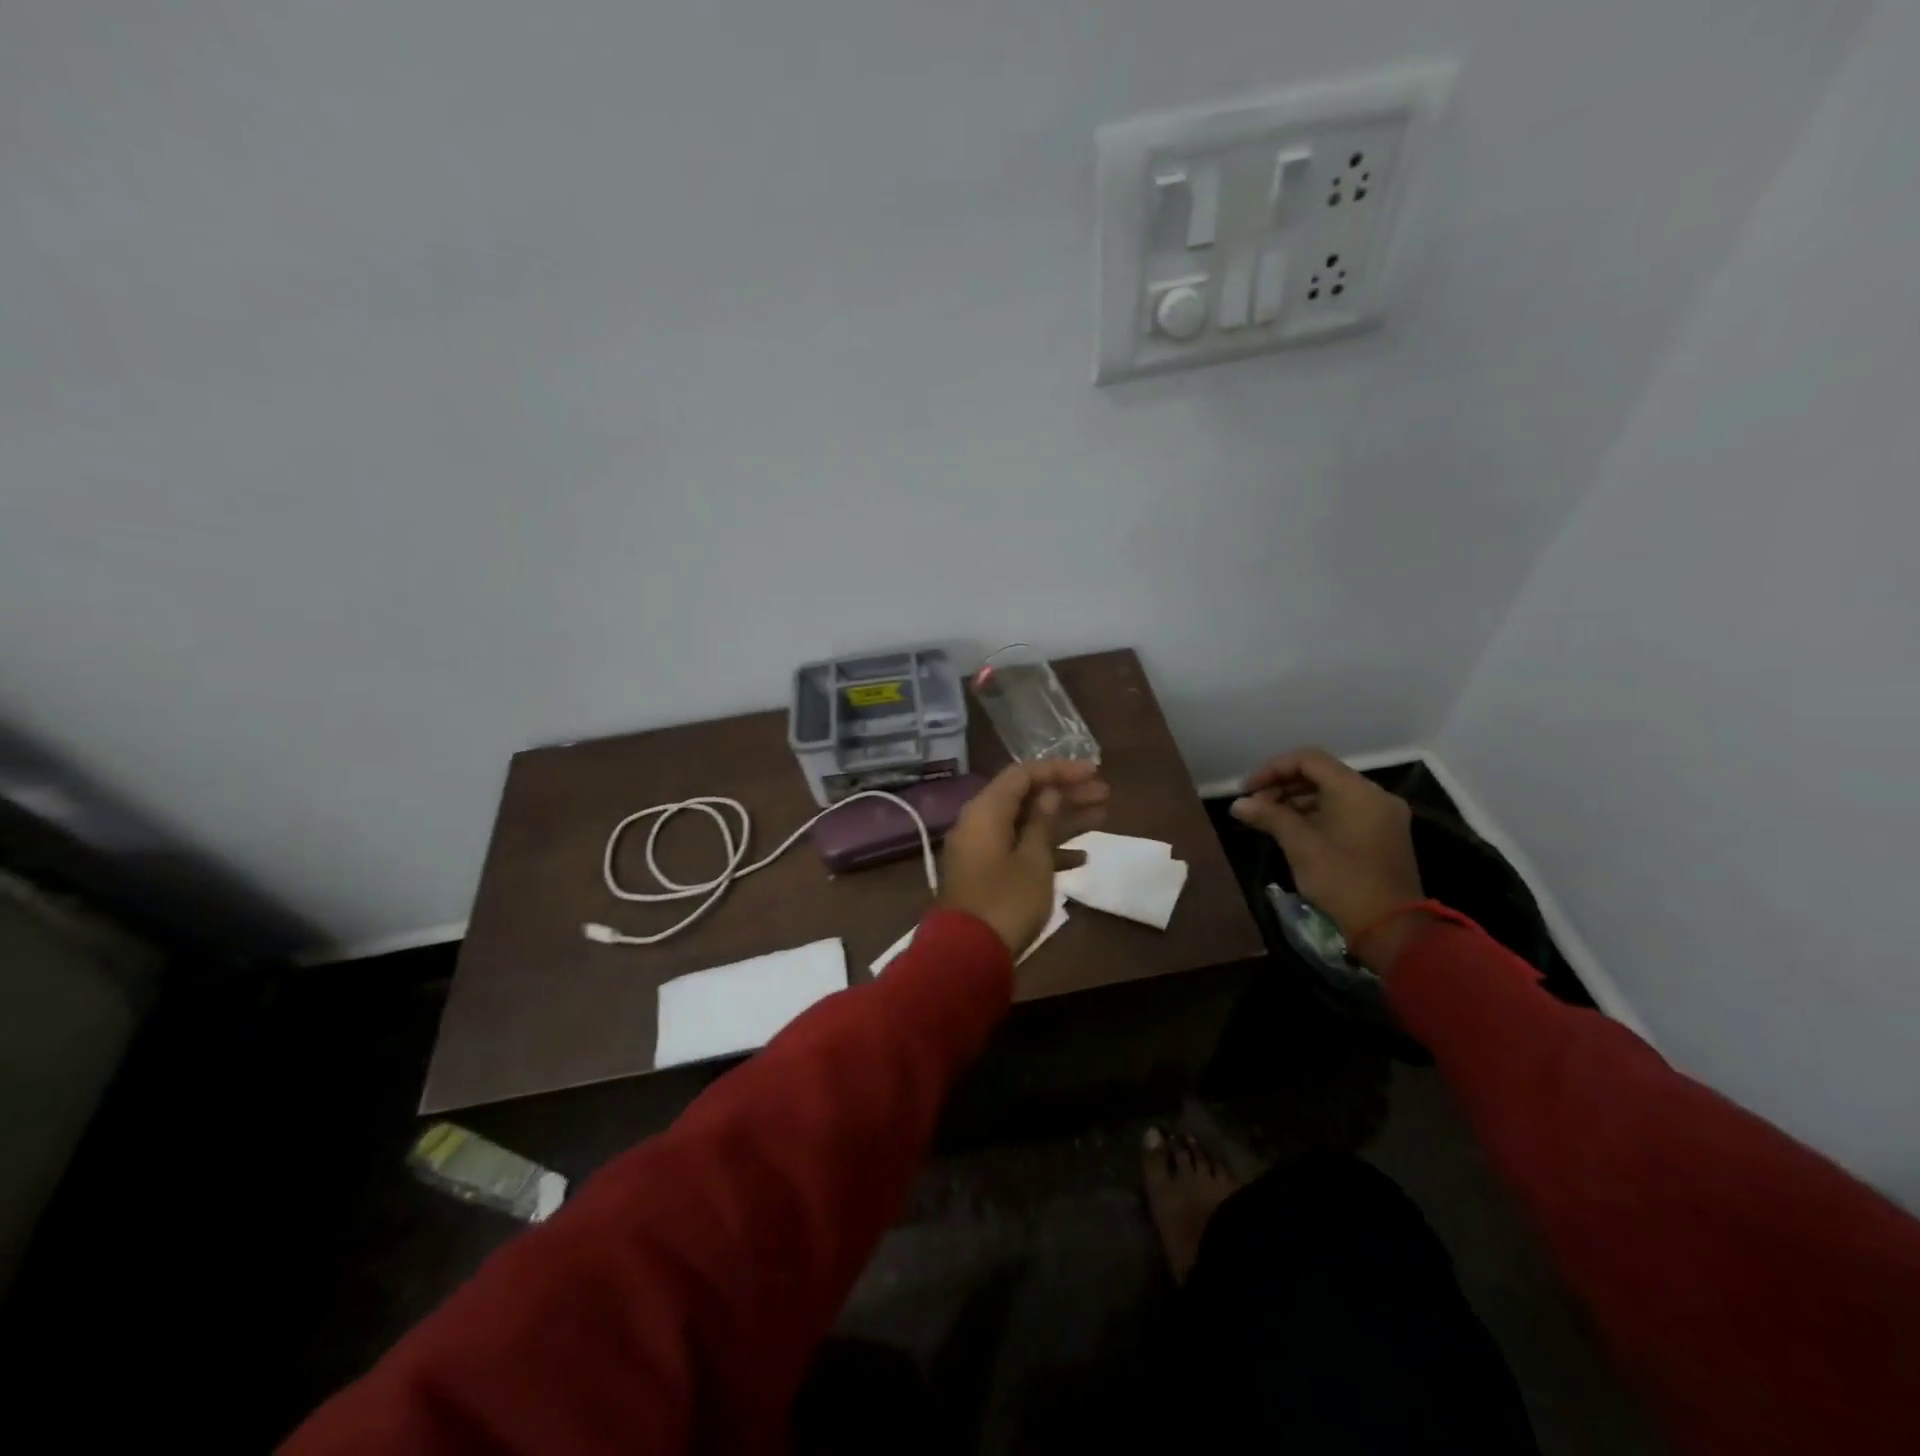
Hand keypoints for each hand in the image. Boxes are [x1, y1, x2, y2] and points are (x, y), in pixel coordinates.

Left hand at [939, 761, 1108, 955]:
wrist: (967, 955)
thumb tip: (1048, 794)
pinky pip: (1020, 849)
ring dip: (1062, 819)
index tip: (1094, 771)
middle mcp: (981, 823)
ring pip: (1027, 824)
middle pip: (1026, 798)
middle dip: (1066, 794)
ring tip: (1104, 815)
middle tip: (1105, 793)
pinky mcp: (989, 874)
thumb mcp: (1033, 860)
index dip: (1059, 769)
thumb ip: (1042, 822)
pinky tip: (1082, 857)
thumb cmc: (1005, 901)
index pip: (1023, 774)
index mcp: (986, 811)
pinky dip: (1047, 850)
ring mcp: (983, 850)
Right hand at [1229, 749, 1424, 960]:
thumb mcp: (1299, 845)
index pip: (1309, 760)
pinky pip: (1345, 811)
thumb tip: (1238, 804)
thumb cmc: (1342, 879)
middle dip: (1283, 786)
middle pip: (1321, 775)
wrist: (1391, 927)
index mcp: (1356, 790)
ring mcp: (1382, 815)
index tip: (1248, 789)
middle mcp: (1374, 795)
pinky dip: (1317, 815)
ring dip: (1297, 802)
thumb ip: (1269, 816)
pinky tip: (1292, 831)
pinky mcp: (1383, 835)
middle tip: (1254, 806)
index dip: (1273, 769)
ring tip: (1267, 820)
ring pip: (1332, 794)